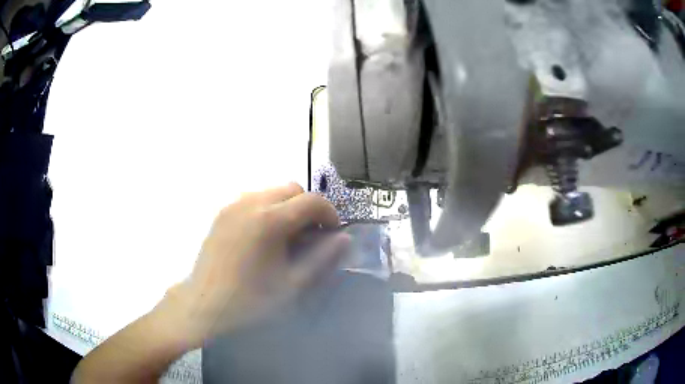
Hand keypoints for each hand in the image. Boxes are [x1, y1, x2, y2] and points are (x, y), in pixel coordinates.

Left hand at [159, 183, 348, 346]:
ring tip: (285, 239)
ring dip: (287, 208)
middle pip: (292, 189)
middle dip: (307, 208)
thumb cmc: (250, 301)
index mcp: (270, 220)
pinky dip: (267, 210)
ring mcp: (232, 206)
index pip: (312, 201)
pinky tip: (262, 239)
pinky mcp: (221, 214)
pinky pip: (252, 200)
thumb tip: (344, 238)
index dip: (329, 214)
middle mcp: (250, 203)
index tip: (331, 235)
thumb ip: (323, 259)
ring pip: (271, 192)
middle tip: (308, 237)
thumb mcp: (293, 285)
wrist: (203, 306)